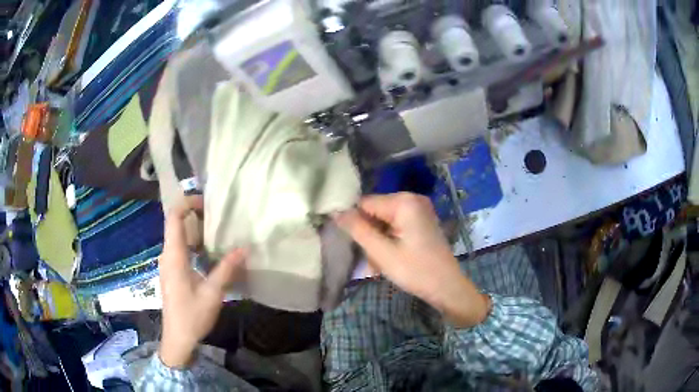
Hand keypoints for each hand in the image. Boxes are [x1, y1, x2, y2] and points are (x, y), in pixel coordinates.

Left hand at [158, 196, 246, 367]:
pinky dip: (193, 242)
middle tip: (217, 215)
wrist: (178, 338)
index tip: (207, 202)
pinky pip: (179, 248)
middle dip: (194, 213)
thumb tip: (243, 248)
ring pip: (177, 236)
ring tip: (216, 230)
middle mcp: (167, 255)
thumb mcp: (212, 293)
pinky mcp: (171, 271)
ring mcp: (167, 263)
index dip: (187, 203)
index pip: (173, 217)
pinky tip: (208, 251)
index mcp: (174, 256)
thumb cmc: (192, 316)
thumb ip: (226, 269)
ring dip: (195, 229)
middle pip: (175, 223)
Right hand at [334, 192, 489, 327]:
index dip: (355, 223)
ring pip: (384, 222)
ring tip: (380, 265)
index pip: (365, 203)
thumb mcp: (382, 252)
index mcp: (404, 202)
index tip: (354, 245)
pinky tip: (390, 261)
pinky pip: (396, 227)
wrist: (448, 288)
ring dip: (378, 243)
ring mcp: (420, 211)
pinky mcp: (422, 223)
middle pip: (375, 212)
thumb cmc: (415, 271)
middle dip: (369, 236)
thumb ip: (357, 229)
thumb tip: (335, 212)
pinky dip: (389, 243)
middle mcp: (413, 199)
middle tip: (372, 261)